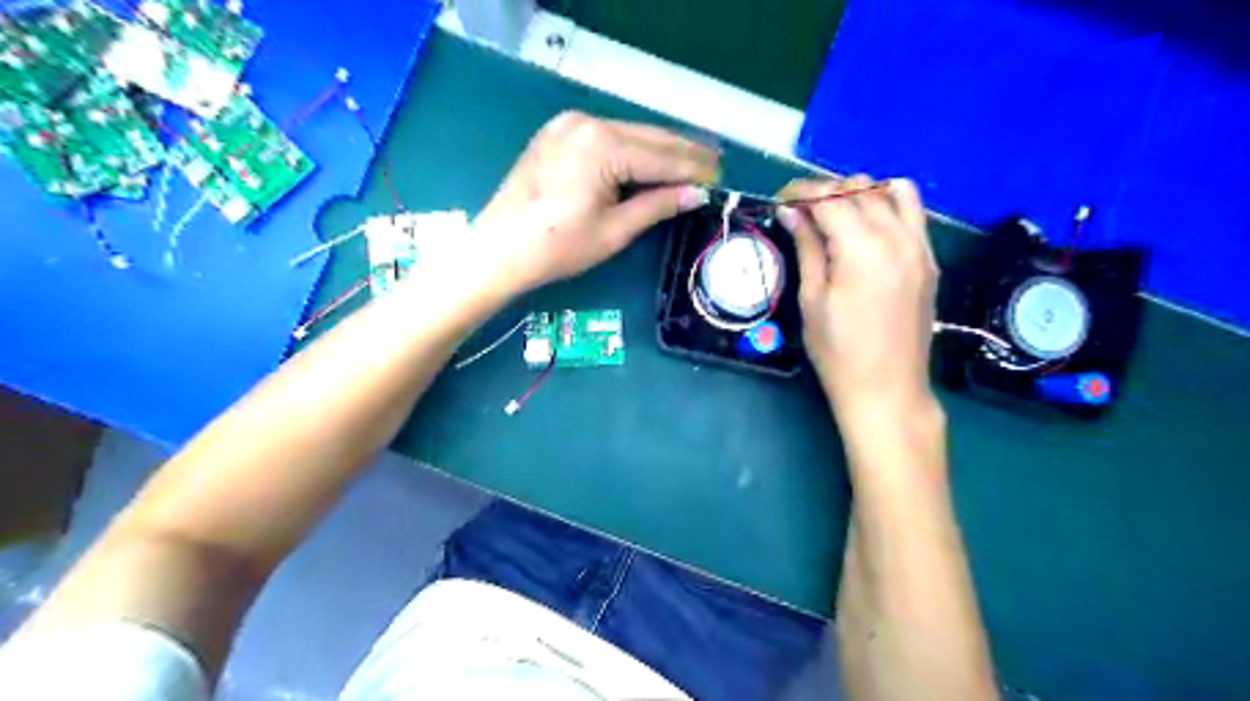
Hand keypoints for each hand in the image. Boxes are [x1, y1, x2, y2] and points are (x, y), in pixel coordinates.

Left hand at [474, 112, 718, 293]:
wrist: (499, 249)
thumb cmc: (558, 246)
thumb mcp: (614, 230)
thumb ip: (658, 204)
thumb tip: (696, 194)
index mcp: (604, 144)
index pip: (662, 156)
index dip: (694, 169)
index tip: (721, 177)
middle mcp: (588, 122)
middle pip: (649, 137)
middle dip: (683, 152)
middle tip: (715, 165)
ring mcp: (569, 124)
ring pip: (630, 134)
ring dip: (660, 149)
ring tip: (692, 162)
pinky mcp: (558, 133)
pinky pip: (607, 136)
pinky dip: (632, 149)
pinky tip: (651, 159)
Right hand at [779, 179, 941, 418]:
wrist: (887, 390)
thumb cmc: (838, 352)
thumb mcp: (812, 300)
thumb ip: (807, 248)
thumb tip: (791, 212)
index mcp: (862, 250)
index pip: (829, 199)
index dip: (801, 192)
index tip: (781, 199)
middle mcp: (897, 238)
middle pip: (860, 189)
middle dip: (826, 191)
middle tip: (800, 211)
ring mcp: (920, 247)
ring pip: (893, 191)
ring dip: (861, 192)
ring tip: (836, 214)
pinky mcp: (929, 260)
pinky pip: (913, 213)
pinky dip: (888, 205)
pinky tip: (867, 226)